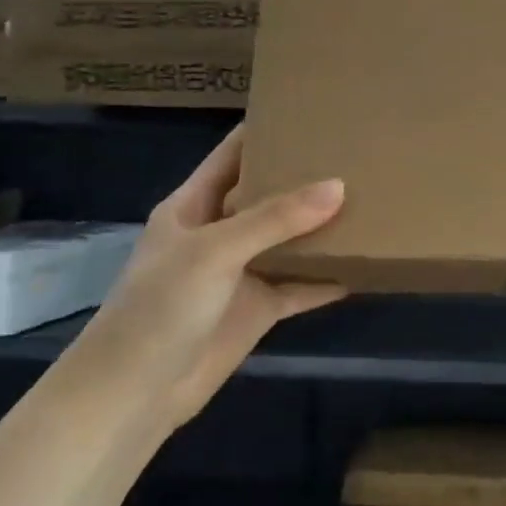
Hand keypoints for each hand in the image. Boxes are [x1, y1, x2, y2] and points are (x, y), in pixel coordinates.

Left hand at [59, 127, 345, 433]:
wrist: (135, 394)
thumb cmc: (160, 307)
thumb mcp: (215, 251)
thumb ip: (276, 218)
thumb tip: (340, 186)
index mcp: (194, 206)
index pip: (232, 155)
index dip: (265, 131)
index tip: (311, 111)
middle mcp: (220, 233)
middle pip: (268, 196)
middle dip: (306, 178)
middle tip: (357, 154)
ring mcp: (241, 273)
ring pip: (290, 240)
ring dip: (322, 228)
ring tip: (370, 201)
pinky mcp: (259, 309)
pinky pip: (301, 286)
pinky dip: (328, 278)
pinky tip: (364, 266)